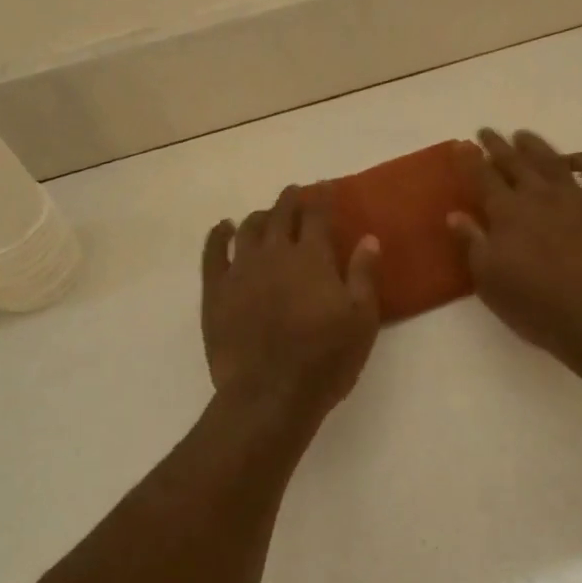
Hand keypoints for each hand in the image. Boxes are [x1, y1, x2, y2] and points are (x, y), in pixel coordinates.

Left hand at [201, 185, 381, 424]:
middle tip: (297, 193)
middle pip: (281, 214)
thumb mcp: (361, 320)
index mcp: (312, 258)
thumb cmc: (325, 359)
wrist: (269, 394)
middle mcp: (275, 253)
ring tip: (267, 215)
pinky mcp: (215, 291)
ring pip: (248, 228)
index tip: (325, 187)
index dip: (322, 197)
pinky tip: (222, 228)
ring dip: (260, 215)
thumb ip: (364, 274)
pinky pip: (213, 252)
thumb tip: (369, 237)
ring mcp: (241, 270)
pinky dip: (218, 234)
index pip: (317, 215)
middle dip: (291, 199)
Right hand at [449, 129, 581, 361]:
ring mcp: (576, 197)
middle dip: (497, 145)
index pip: (482, 176)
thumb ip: (471, 242)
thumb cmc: (534, 303)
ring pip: (552, 160)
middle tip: (486, 132)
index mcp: (507, 211)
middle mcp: (539, 194)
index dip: (469, 159)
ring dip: (534, 145)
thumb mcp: (489, 279)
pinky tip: (574, 158)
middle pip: (514, 161)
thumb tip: (455, 214)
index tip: (460, 145)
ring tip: (522, 135)